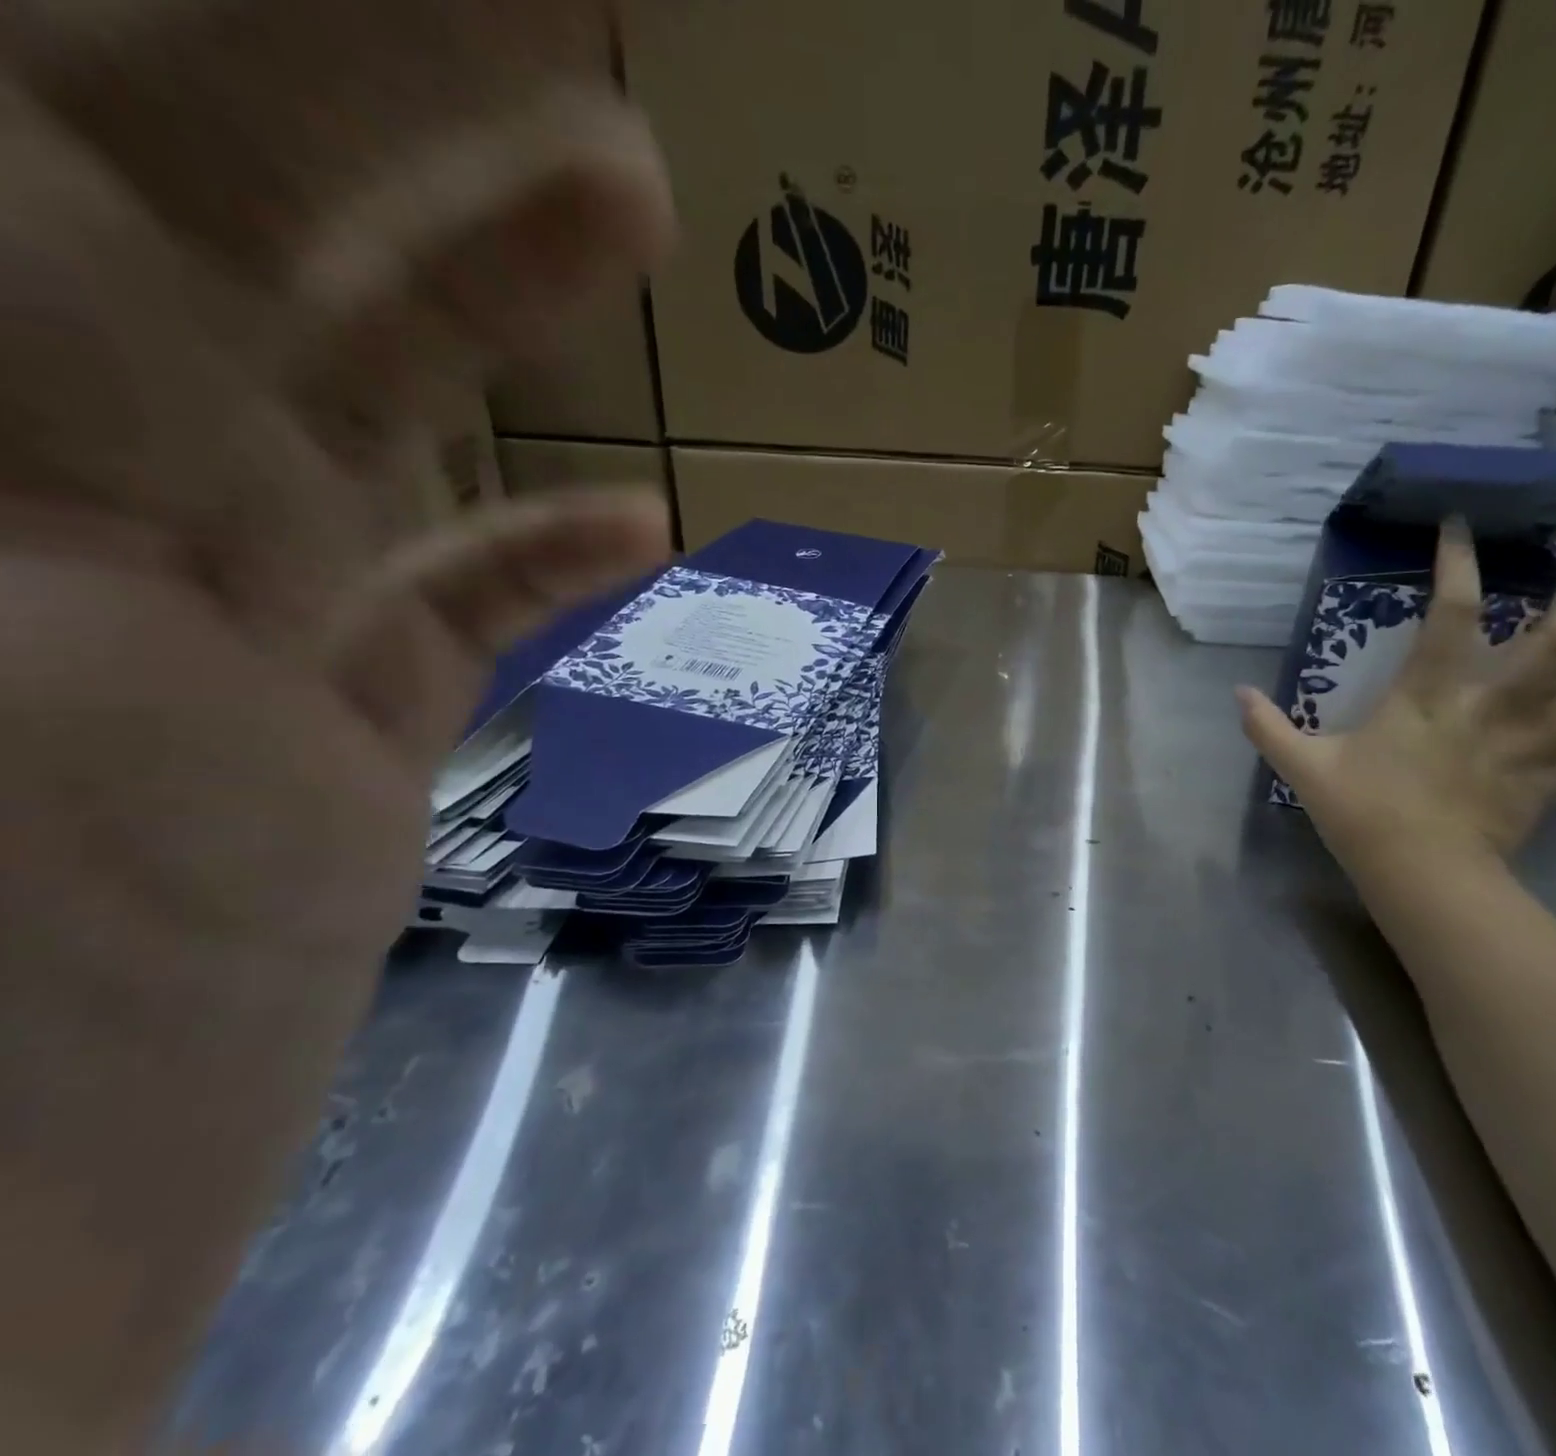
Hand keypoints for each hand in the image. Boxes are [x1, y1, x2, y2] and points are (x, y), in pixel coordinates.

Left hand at [0, 7, 673, 1445]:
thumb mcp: (10, 431)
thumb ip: (102, 228)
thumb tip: (506, 282)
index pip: (158, 80)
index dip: (355, 14)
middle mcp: (37, 430)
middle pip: (262, 191)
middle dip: (432, 95)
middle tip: (595, 35)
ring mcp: (194, 602)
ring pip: (377, 398)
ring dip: (511, 293)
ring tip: (642, 203)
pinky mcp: (312, 735)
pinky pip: (444, 609)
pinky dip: (542, 558)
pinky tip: (645, 525)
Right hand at [1237, 522, 1555, 868]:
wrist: (1421, 875)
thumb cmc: (1362, 812)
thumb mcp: (1304, 766)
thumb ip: (1268, 727)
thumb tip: (1234, 692)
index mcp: (1429, 696)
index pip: (1450, 616)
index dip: (1456, 565)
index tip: (1461, 525)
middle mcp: (1491, 707)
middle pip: (1555, 640)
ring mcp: (1528, 744)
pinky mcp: (1548, 782)